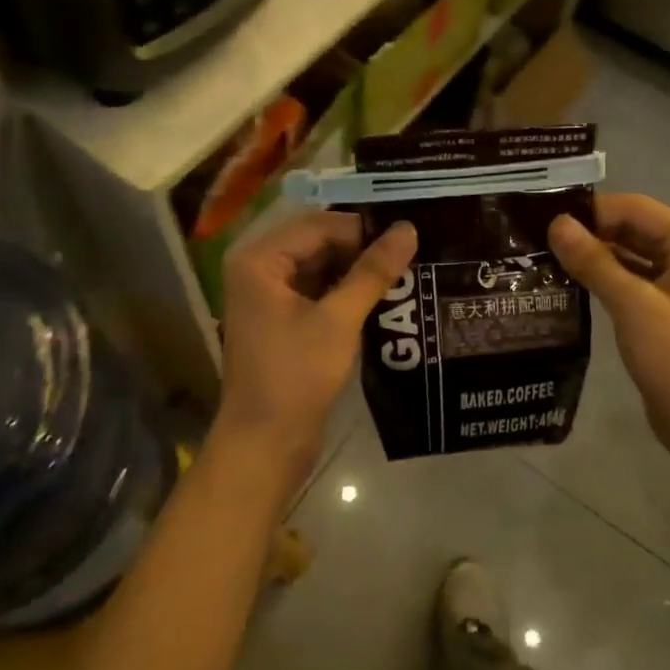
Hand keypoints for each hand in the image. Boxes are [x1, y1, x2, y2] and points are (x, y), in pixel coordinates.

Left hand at [214, 211, 417, 488]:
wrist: (265, 445)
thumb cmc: (296, 377)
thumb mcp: (339, 320)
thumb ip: (373, 271)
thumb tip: (408, 230)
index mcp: (260, 260)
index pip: (320, 225)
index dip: (364, 230)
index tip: (408, 241)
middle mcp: (259, 269)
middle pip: (318, 242)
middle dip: (361, 249)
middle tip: (411, 256)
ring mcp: (268, 296)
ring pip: (321, 267)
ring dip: (357, 271)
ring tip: (404, 274)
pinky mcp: (281, 319)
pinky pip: (318, 291)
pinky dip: (346, 292)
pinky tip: (381, 298)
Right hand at [549, 194, 669, 479]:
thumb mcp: (632, 305)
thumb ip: (594, 261)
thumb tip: (556, 223)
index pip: (634, 208)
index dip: (589, 212)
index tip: (542, 220)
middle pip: (632, 229)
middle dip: (588, 234)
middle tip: (535, 240)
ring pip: (629, 255)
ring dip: (593, 257)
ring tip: (543, 259)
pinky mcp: (667, 309)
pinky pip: (631, 281)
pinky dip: (603, 280)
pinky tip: (568, 285)